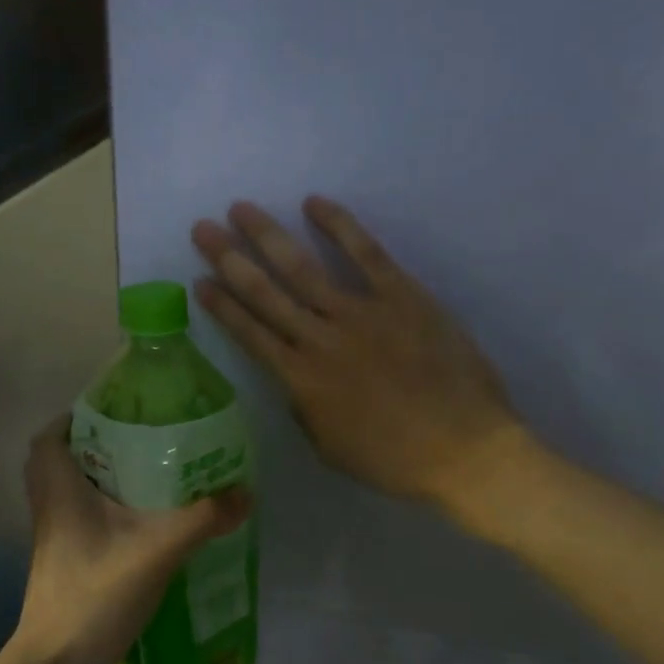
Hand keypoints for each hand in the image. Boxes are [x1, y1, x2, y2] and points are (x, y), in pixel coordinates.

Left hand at [13, 416, 251, 663]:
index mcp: (60, 490)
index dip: (76, 418)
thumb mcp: (157, 551)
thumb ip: (203, 519)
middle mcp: (50, 508)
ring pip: (72, 492)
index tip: (116, 415)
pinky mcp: (63, 563)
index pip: (50, 436)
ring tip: (149, 477)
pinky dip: (105, 511)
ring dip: (103, 479)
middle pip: (62, 461)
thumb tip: (244, 492)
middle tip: (139, 443)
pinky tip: (143, 524)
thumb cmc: (95, 595)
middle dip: (97, 447)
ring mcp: (53, 538)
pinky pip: (81, 520)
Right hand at [192, 197, 526, 512]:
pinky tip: (314, 203)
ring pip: (303, 268)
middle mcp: (320, 339)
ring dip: (268, 236)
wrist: (464, 451)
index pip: (250, 333)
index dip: (222, 305)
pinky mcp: (402, 296)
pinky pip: (366, 253)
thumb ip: (304, 407)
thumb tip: (294, 378)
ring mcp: (361, 313)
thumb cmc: (394, 460)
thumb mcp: (329, 447)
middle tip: (203, 227)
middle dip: (230, 258)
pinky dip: (339, 226)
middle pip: (265, 293)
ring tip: (241, 209)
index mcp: (301, 380)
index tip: (199, 279)